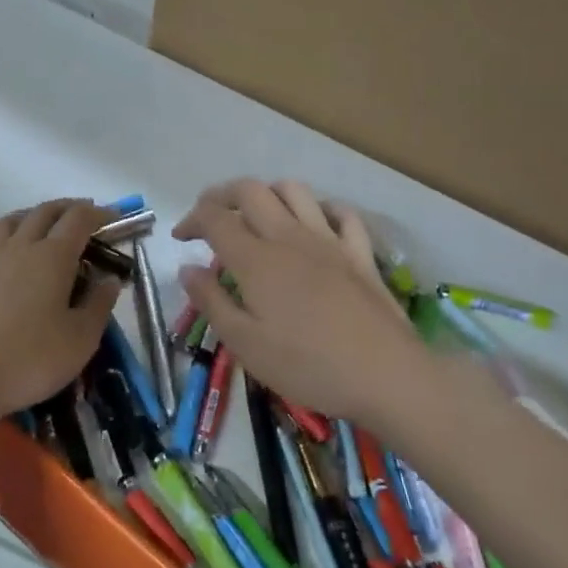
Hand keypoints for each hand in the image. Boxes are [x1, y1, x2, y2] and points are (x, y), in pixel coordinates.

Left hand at [0, 200, 122, 424]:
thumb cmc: (32, 358)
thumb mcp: (81, 339)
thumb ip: (99, 305)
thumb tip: (110, 279)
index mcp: (53, 257)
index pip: (79, 220)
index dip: (99, 214)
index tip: (114, 217)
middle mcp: (20, 248)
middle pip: (43, 212)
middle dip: (67, 208)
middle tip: (83, 215)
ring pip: (8, 221)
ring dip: (29, 215)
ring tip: (40, 223)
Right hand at [173, 180, 429, 423]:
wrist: (387, 377)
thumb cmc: (307, 366)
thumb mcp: (245, 344)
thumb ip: (211, 301)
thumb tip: (187, 268)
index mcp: (255, 259)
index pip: (214, 217)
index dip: (191, 219)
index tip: (181, 238)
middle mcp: (289, 237)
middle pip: (250, 191)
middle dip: (222, 195)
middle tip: (211, 217)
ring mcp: (329, 241)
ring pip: (294, 191)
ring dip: (268, 194)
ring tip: (257, 216)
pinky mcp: (360, 253)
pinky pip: (341, 213)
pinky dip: (321, 209)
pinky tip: (313, 224)